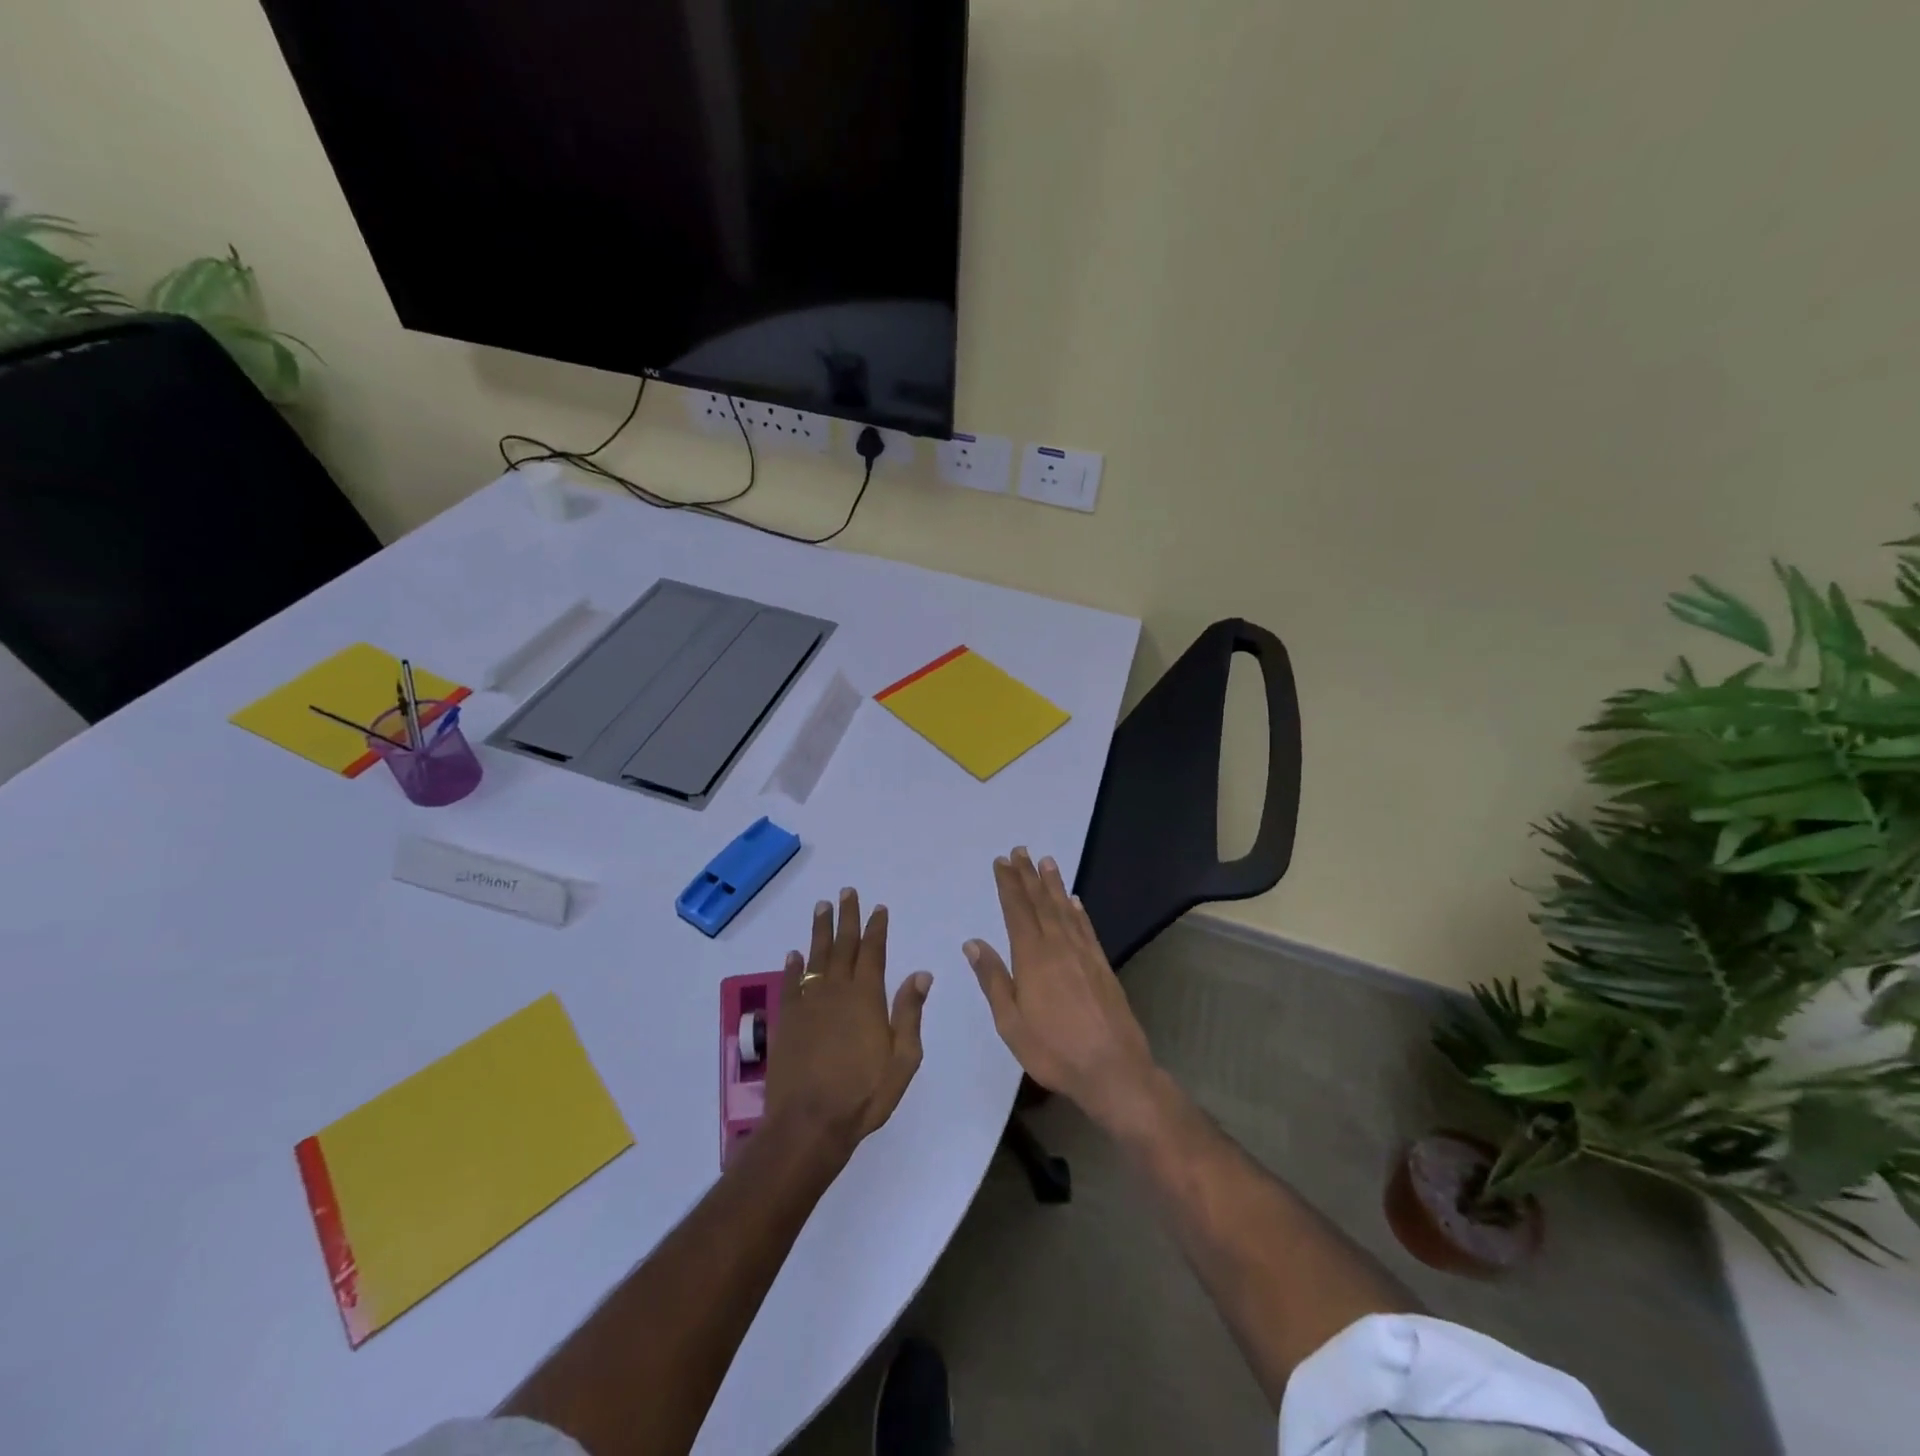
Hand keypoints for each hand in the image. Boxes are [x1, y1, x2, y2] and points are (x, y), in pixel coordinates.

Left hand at [765, 887, 932, 1153]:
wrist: (809, 1123)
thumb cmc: (863, 1094)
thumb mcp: (903, 1059)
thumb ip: (910, 1013)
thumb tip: (921, 974)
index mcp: (866, 998)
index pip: (873, 952)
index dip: (876, 928)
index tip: (878, 908)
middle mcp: (836, 991)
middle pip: (842, 945)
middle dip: (847, 917)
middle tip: (846, 892)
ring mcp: (808, 1004)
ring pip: (815, 956)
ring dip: (820, 930)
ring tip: (821, 906)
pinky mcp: (787, 1020)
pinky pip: (790, 984)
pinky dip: (792, 966)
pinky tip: (793, 954)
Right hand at [965, 847, 1156, 1128]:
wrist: (1113, 1069)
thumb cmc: (1054, 1050)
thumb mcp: (1011, 1022)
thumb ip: (993, 979)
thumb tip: (973, 943)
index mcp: (1032, 957)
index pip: (1017, 910)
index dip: (1009, 884)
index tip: (1002, 862)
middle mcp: (1058, 946)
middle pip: (1040, 903)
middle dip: (1028, 876)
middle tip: (1020, 851)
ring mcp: (1083, 954)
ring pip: (1064, 910)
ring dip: (1053, 885)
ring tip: (1046, 862)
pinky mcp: (1101, 966)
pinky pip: (1086, 929)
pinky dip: (1078, 911)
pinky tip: (1074, 901)